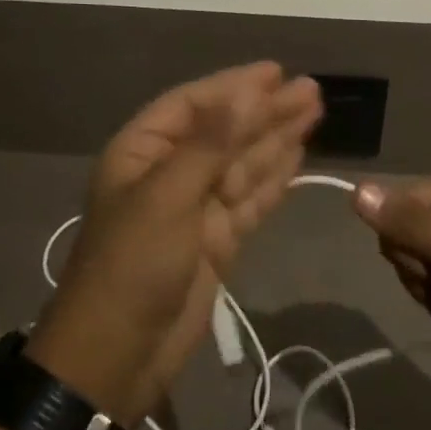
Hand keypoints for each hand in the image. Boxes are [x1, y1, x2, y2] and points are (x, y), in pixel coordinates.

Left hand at [29, 63, 321, 424]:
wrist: (116, 357)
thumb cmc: (131, 264)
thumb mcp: (167, 196)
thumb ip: (211, 143)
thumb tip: (247, 93)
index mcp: (143, 152)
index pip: (193, 105)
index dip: (234, 86)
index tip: (276, 72)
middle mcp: (170, 173)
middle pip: (225, 131)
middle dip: (266, 111)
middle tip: (311, 90)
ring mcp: (196, 208)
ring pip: (244, 163)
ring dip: (277, 138)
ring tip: (314, 111)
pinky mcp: (217, 240)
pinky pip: (251, 198)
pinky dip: (275, 178)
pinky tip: (298, 156)